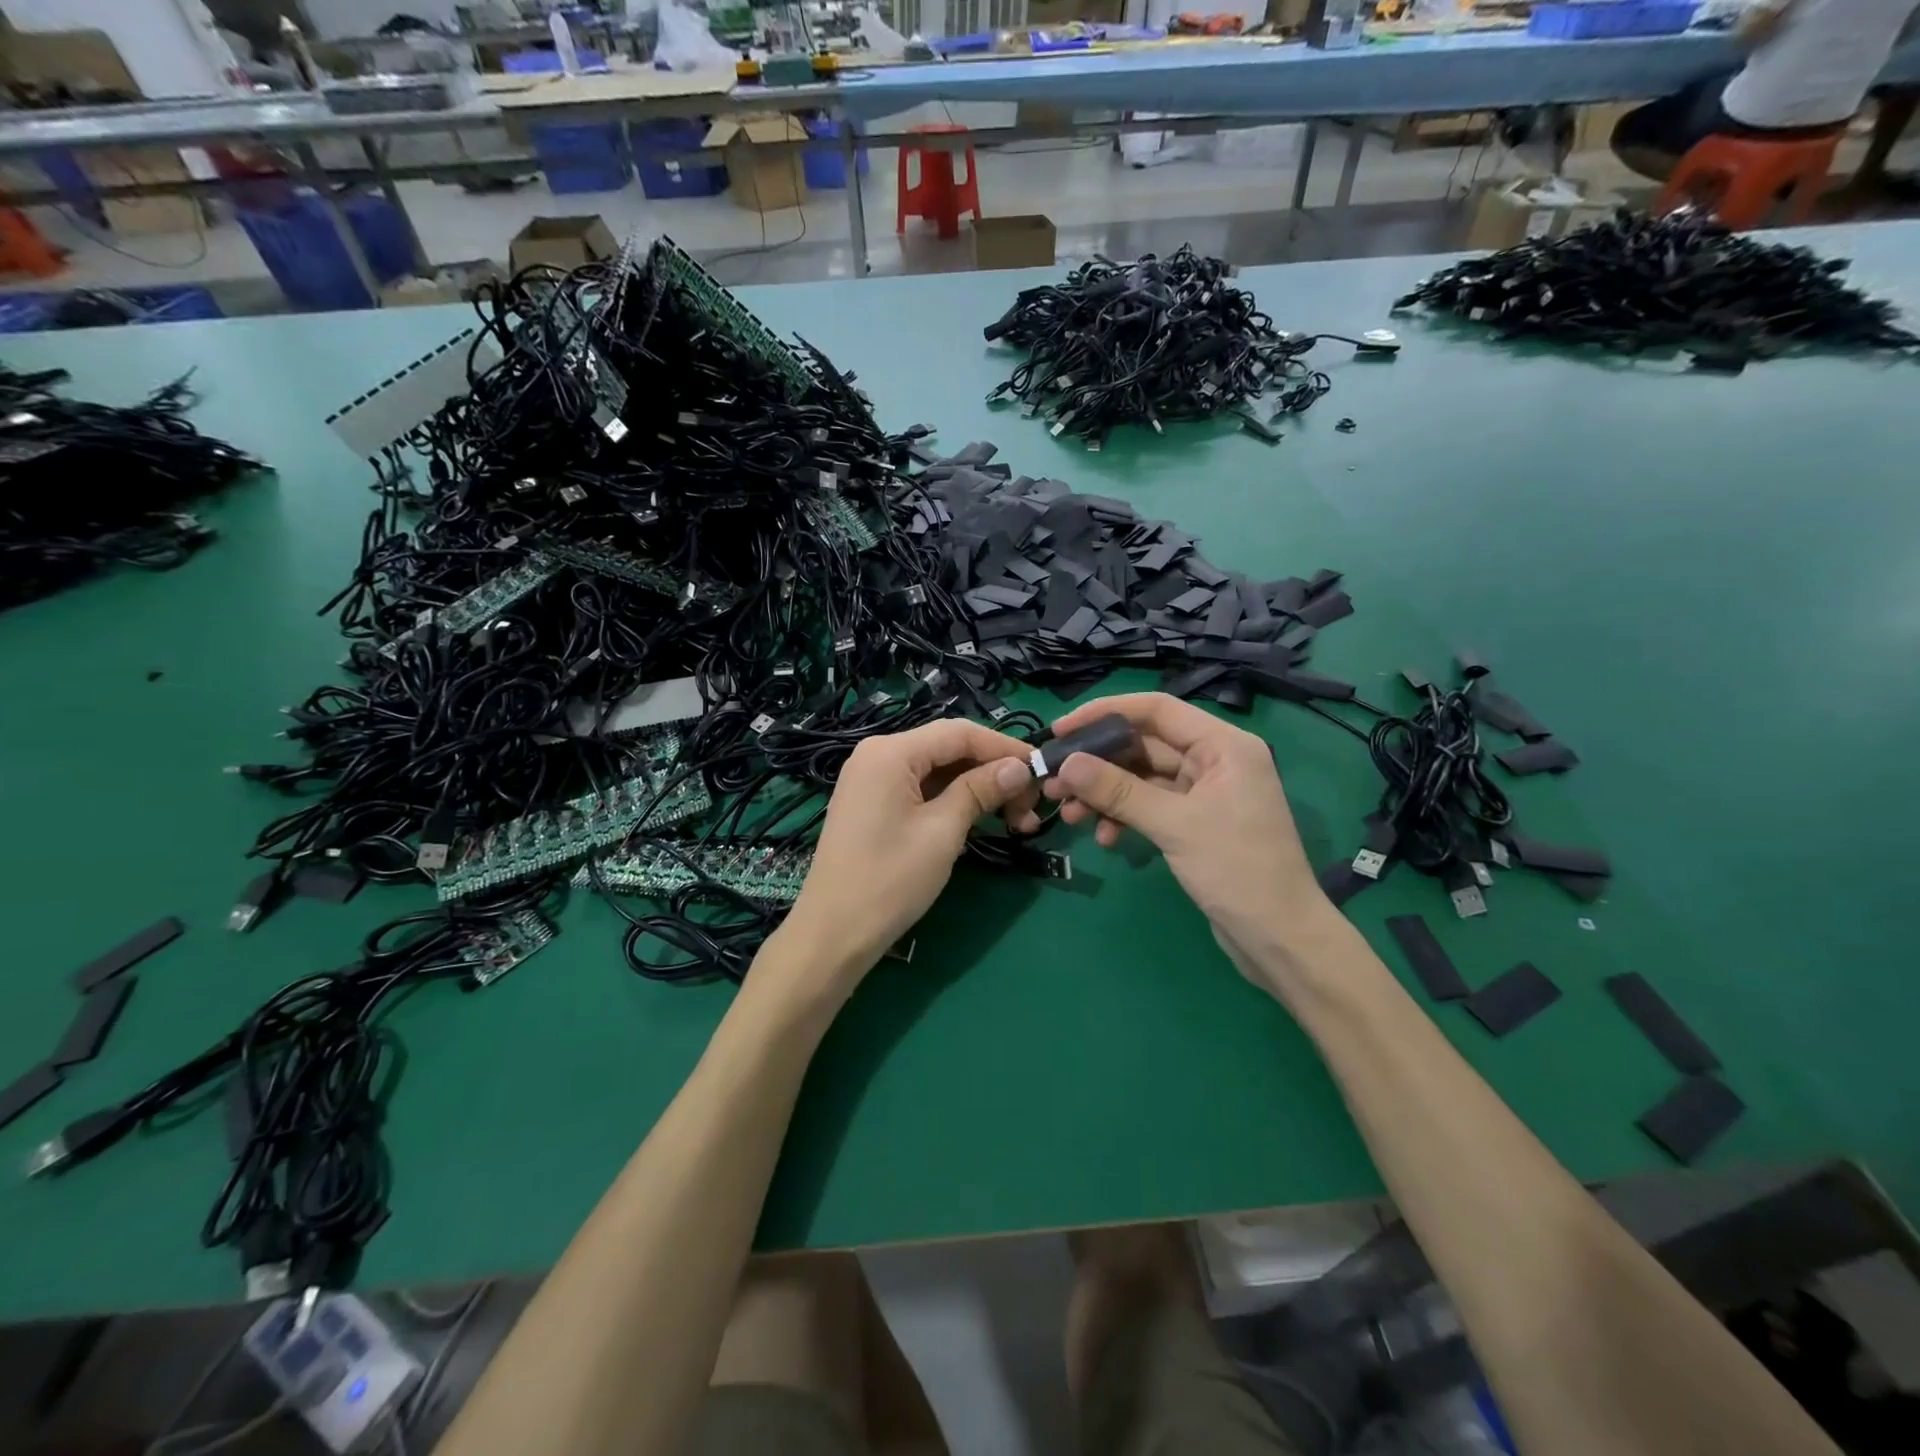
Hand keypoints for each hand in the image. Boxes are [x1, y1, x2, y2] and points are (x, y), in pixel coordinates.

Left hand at [776, 718, 1039, 997]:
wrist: (833, 933)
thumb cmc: (890, 879)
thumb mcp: (943, 831)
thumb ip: (981, 790)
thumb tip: (1020, 767)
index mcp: (890, 752)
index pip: (959, 733)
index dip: (1004, 747)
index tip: (1042, 768)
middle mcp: (877, 755)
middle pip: (948, 749)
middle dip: (993, 772)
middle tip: (1031, 807)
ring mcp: (872, 780)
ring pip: (937, 771)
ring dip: (977, 789)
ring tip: (1016, 821)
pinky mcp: (873, 804)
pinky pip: (921, 789)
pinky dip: (953, 801)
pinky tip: (981, 820)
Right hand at [1041, 693, 1334, 987]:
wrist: (1280, 939)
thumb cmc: (1237, 871)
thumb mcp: (1174, 825)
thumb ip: (1119, 791)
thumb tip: (1067, 764)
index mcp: (1223, 745)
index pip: (1156, 710)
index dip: (1105, 713)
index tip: (1061, 730)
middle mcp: (1215, 760)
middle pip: (1144, 745)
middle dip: (1098, 764)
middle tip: (1055, 782)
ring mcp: (1205, 793)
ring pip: (1142, 779)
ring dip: (1105, 794)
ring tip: (1070, 815)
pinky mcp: (1195, 822)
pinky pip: (1150, 806)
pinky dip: (1125, 817)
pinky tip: (1105, 838)